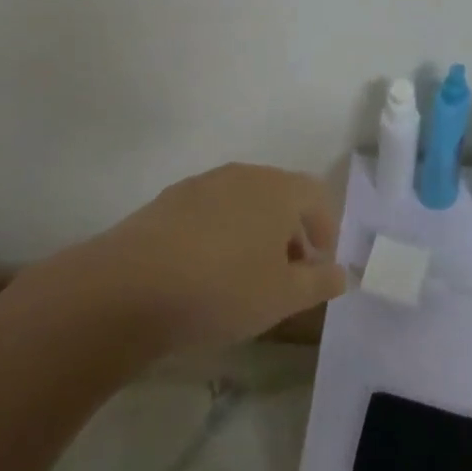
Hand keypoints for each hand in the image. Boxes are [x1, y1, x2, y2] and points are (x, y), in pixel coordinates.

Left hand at [25, 164, 345, 358]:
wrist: (130, 287)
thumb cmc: (223, 288)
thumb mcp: (283, 296)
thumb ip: (320, 282)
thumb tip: (341, 272)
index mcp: (279, 188)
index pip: (317, 196)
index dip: (326, 229)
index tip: (321, 265)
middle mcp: (244, 174)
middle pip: (279, 196)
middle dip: (290, 232)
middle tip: (287, 275)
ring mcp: (202, 184)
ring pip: (242, 203)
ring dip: (253, 233)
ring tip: (244, 277)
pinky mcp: (168, 201)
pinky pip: (208, 213)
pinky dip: (218, 235)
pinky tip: (203, 273)